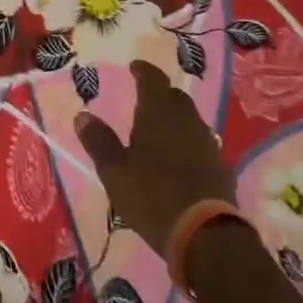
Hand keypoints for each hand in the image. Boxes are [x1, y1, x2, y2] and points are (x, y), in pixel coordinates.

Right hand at [78, 60, 234, 253]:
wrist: (205, 236)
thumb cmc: (152, 196)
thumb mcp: (114, 171)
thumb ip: (99, 141)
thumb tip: (83, 115)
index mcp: (158, 113)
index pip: (153, 79)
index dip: (143, 71)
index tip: (135, 67)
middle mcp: (187, 120)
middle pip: (175, 97)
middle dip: (160, 93)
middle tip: (145, 98)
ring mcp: (208, 143)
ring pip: (190, 119)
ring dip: (175, 117)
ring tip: (159, 128)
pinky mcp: (220, 167)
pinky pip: (201, 143)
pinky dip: (187, 141)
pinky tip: (179, 157)